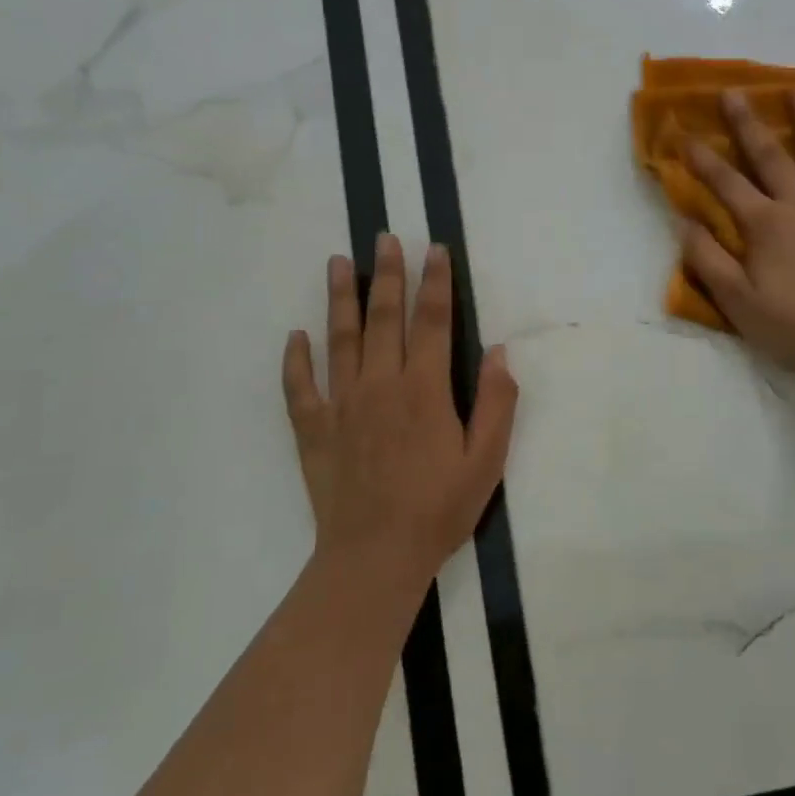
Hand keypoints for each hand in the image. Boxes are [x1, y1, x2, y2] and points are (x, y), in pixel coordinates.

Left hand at [283, 236, 518, 596]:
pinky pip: (300, 387)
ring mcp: (341, 406)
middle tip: (384, 239)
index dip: (435, 283)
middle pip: (384, 319)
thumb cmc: (439, 508)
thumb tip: (498, 351)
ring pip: (340, 340)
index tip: (434, 249)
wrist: (375, 556)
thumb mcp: (487, 460)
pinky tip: (295, 336)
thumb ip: (496, 402)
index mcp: (425, 390)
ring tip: (338, 263)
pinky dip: (296, 359)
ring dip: (340, 299)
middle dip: (387, 275)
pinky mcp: (314, 431)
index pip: (432, 322)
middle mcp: (380, 386)